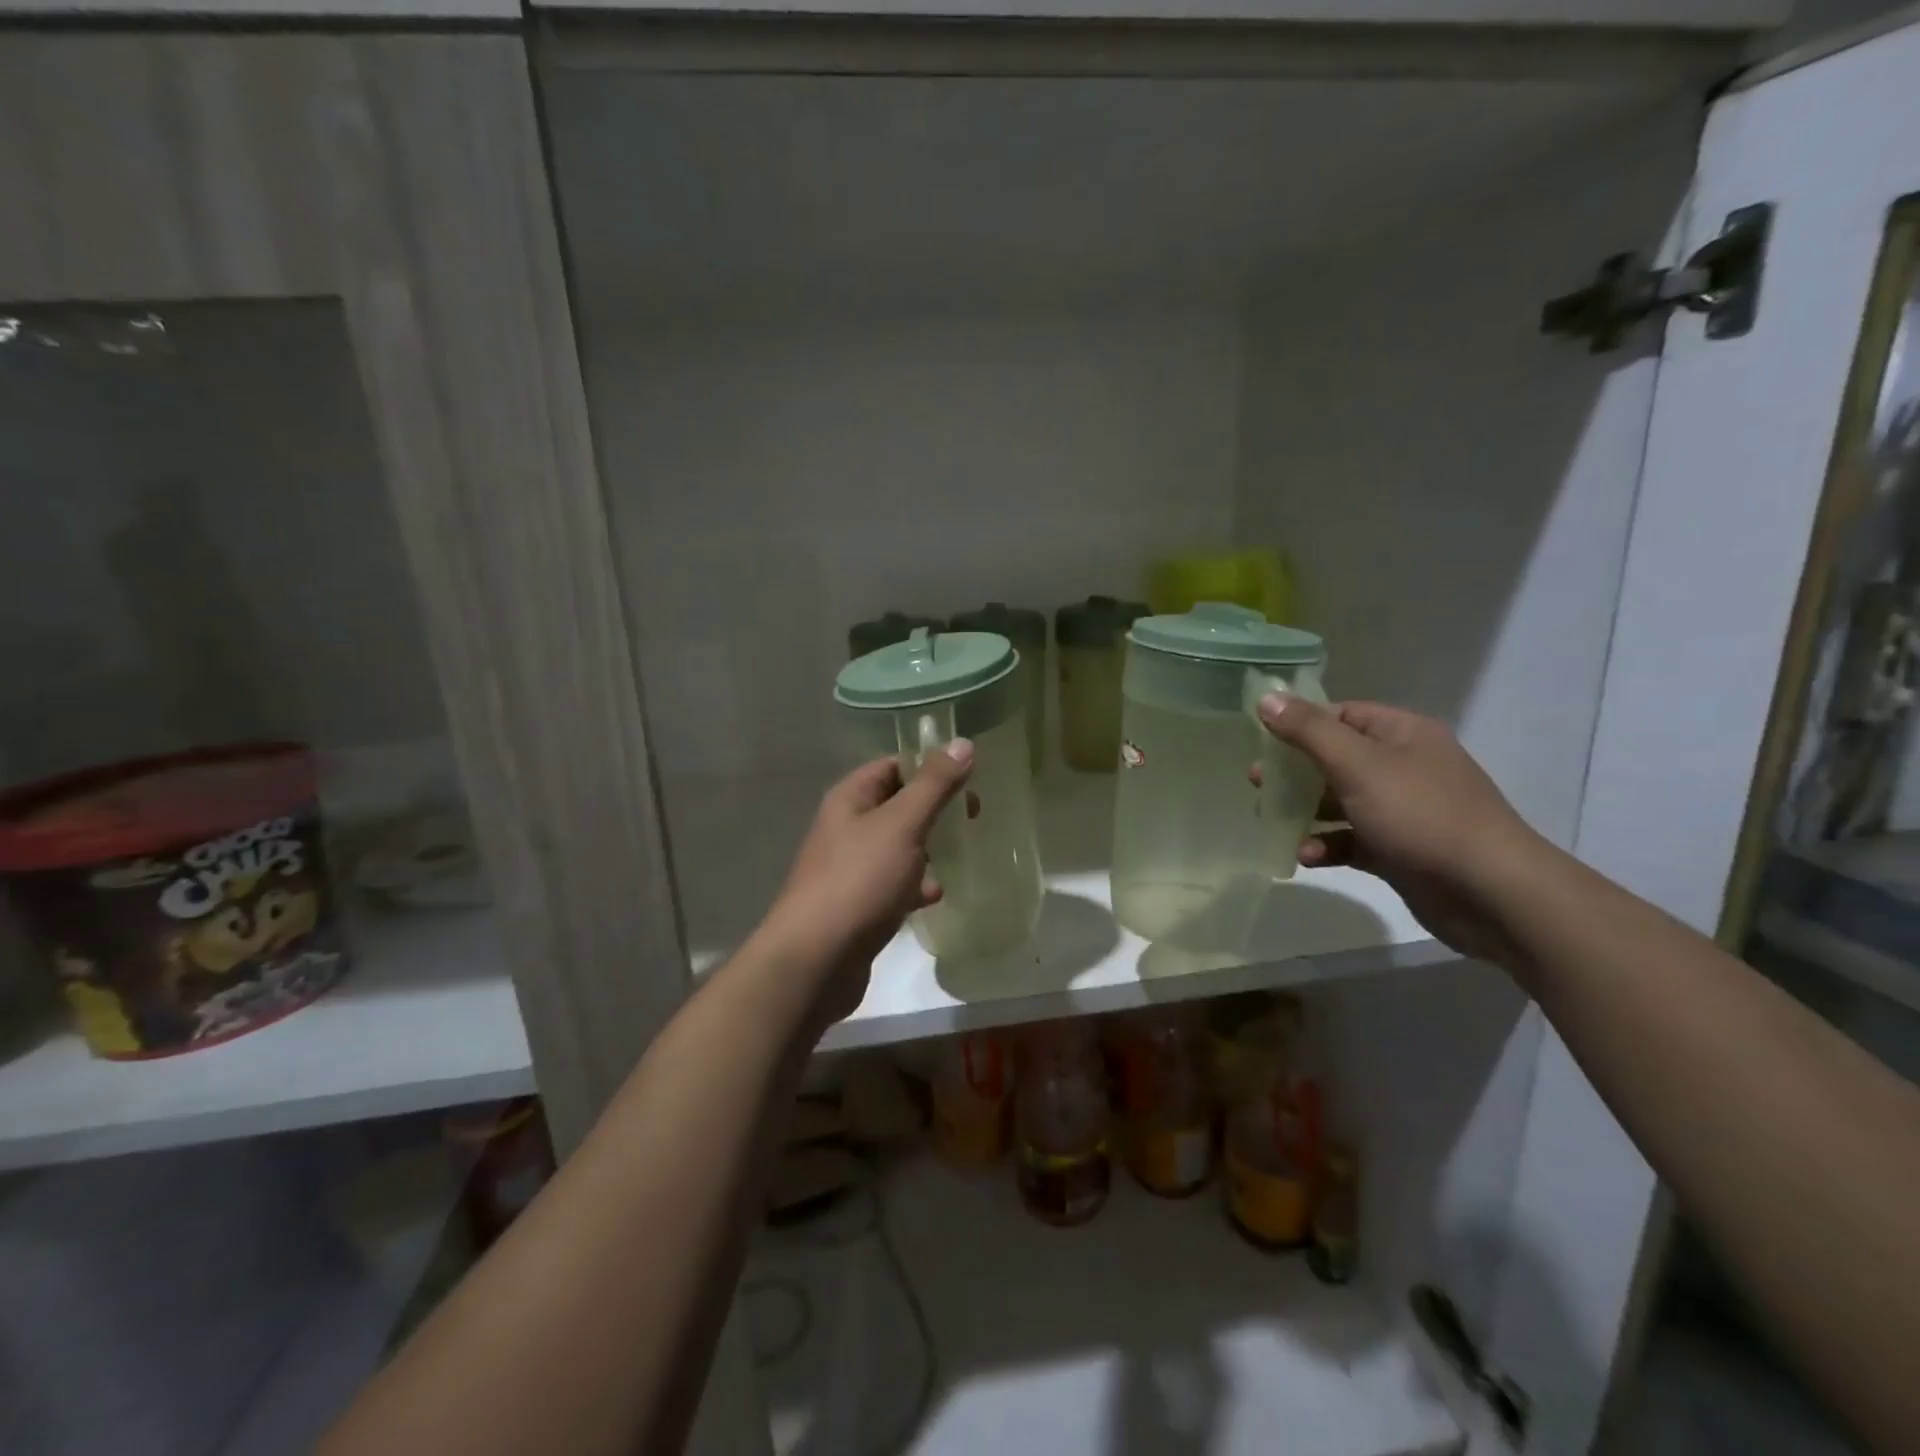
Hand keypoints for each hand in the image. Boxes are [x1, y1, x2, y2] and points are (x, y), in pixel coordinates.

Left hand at [756, 742, 973, 1022]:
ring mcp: (851, 868)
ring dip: (929, 848)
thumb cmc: (859, 881)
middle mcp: (846, 828)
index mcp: (850, 799)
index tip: (969, 776)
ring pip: (898, 846)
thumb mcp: (901, 825)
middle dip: (935, 809)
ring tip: (963, 853)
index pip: (892, 765)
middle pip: (897, 805)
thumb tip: (963, 742)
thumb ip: (933, 785)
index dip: (928, 765)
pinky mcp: (859, 905)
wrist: (815, 961)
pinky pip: (894, 884)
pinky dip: (916, 886)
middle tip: (973, 816)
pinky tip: (935, 896)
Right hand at [1256, 695, 1542, 966]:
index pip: (1341, 715)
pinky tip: (1305, 856)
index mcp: (1402, 734)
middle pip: (1336, 758)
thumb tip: (1267, 697)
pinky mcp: (1399, 850)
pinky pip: (1351, 839)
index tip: (1261, 739)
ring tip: (1272, 823)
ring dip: (1306, 813)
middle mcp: (1404, 766)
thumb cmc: (1421, 815)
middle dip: (1295, 772)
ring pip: (1340, 802)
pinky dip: (1327, 844)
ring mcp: (1403, 810)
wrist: (1491, 893)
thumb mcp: (1357, 764)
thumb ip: (1308, 731)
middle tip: (1256, 783)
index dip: (1300, 723)